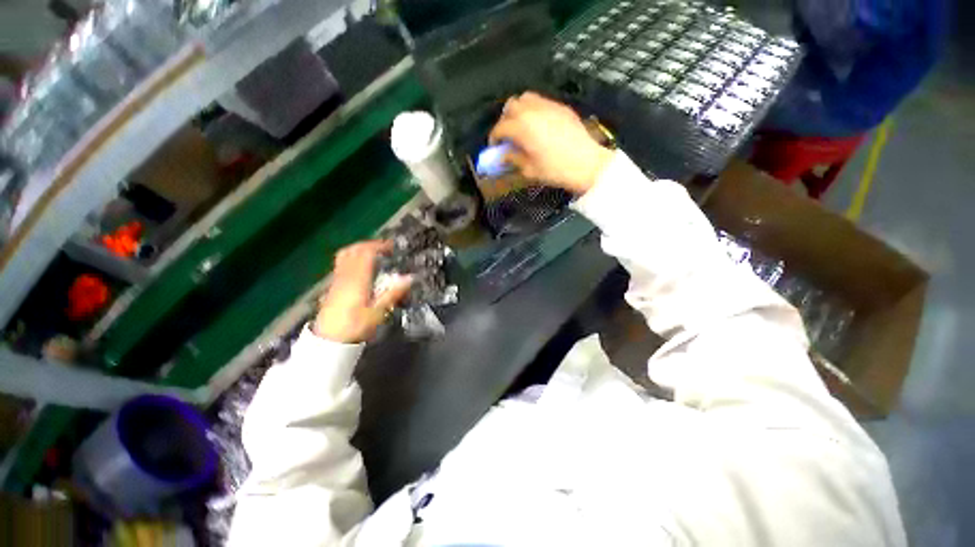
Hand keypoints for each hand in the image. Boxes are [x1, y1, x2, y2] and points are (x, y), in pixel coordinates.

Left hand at [313, 241, 411, 342]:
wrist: (329, 340)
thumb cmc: (355, 325)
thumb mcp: (379, 311)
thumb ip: (394, 292)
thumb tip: (410, 278)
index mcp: (358, 278)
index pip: (366, 252)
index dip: (379, 246)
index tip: (392, 247)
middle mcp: (346, 274)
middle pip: (354, 249)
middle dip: (370, 244)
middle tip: (384, 248)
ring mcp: (337, 279)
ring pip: (345, 255)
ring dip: (359, 249)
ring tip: (373, 254)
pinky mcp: (333, 285)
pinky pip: (342, 263)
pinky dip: (352, 258)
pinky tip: (360, 267)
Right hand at [489, 92, 614, 193]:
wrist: (586, 164)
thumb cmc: (555, 170)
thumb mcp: (529, 169)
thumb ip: (513, 159)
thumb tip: (503, 156)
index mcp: (523, 127)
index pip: (501, 128)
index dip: (494, 138)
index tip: (495, 147)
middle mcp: (533, 111)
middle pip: (511, 106)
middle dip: (505, 120)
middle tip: (508, 136)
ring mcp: (549, 106)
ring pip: (526, 98)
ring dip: (519, 110)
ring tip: (522, 127)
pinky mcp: (562, 107)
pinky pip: (542, 101)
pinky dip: (534, 110)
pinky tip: (538, 125)